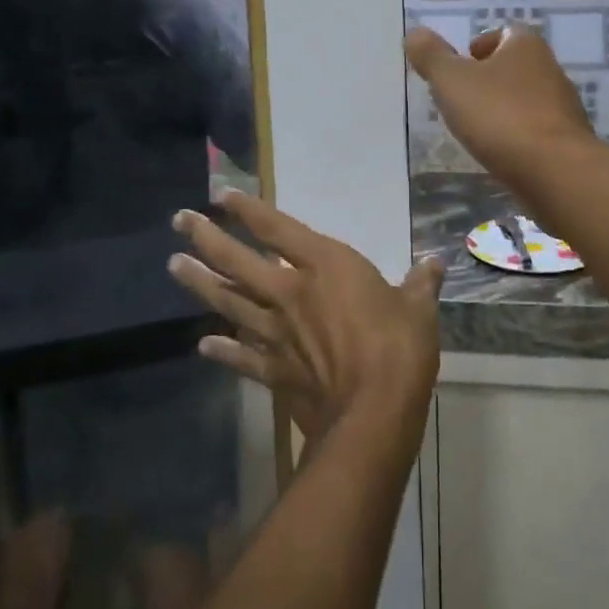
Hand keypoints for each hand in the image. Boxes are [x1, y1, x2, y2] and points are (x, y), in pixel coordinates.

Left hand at [169, 191, 442, 442]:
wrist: (373, 414)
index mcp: (325, 266)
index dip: (248, 209)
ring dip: (201, 283)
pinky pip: (242, 355)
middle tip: (178, 221)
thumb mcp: (418, 309)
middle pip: (239, 261)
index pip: (278, 228)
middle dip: (207, 238)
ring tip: (174, 265)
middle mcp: (291, 292)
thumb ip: (420, 283)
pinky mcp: (274, 369)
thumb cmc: (398, 348)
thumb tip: (435, 262)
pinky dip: (223, 349)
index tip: (221, 194)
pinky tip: (203, 345)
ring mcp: (277, 332)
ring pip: (230, 301)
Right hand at [404, 24, 599, 195]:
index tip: (462, 63)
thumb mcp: (452, 82)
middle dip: (492, 78)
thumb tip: (414, 33)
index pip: (504, 33)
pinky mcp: (568, 142)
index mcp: (525, 46)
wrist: (556, 171)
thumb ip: (432, 57)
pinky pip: (537, 131)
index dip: (481, 44)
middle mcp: (550, 70)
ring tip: (478, 127)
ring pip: (528, 99)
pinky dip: (519, 136)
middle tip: (463, 96)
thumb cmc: (500, 115)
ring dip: (505, 108)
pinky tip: (501, 153)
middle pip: (517, 66)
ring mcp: (564, 107)